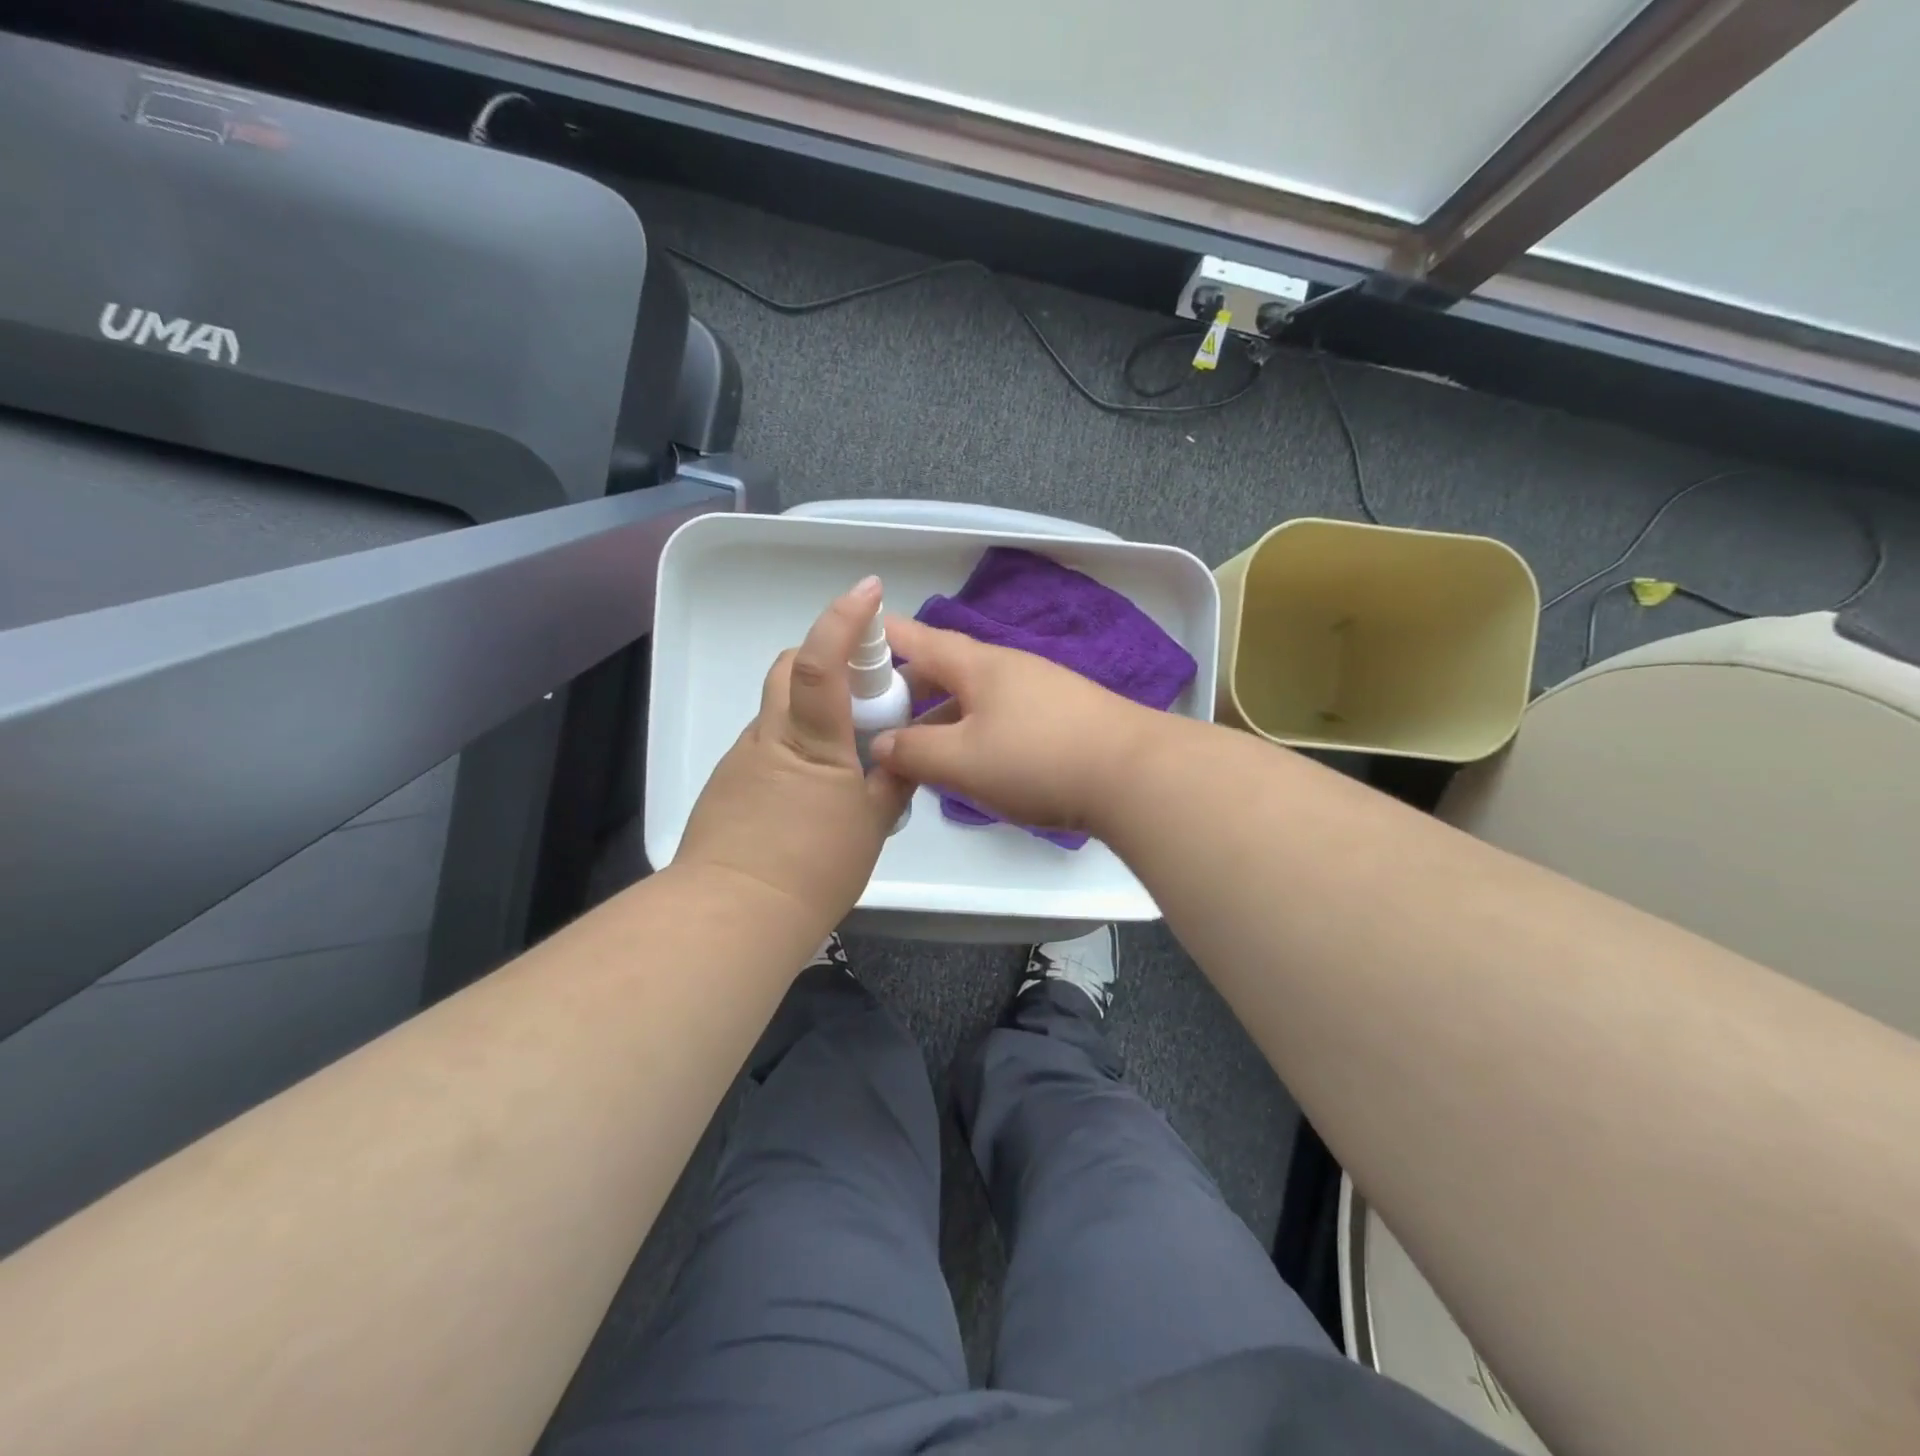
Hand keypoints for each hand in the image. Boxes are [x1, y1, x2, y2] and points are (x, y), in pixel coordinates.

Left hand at [675, 577, 910, 936]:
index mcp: (810, 742)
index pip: (819, 663)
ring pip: (778, 712)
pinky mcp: (728, 786)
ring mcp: (742, 760)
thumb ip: (892, 783)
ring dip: (811, 712)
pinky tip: (811, 794)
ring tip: (845, 759)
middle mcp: (770, 737)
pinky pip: (767, 748)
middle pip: (787, 669)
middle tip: (862, 690)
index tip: (868, 590)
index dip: (843, 619)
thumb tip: (904, 756)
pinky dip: (794, 749)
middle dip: (824, 658)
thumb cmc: (813, 868)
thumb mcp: (871, 826)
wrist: (733, 917)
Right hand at [872, 614, 1165, 836]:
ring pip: (976, 699)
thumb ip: (913, 752)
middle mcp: (1009, 668)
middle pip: (947, 670)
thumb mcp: (961, 761)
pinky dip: (976, 734)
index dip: (883, 637)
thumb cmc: (1037, 759)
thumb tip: (881, 744)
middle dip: (910, 692)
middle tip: (881, 722)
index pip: (918, 639)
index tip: (853, 640)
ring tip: (921, 754)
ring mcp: (1041, 691)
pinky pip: (1003, 718)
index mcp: (977, 665)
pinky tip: (975, 766)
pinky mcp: (1063, 719)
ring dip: (944, 719)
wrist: (1135, 776)